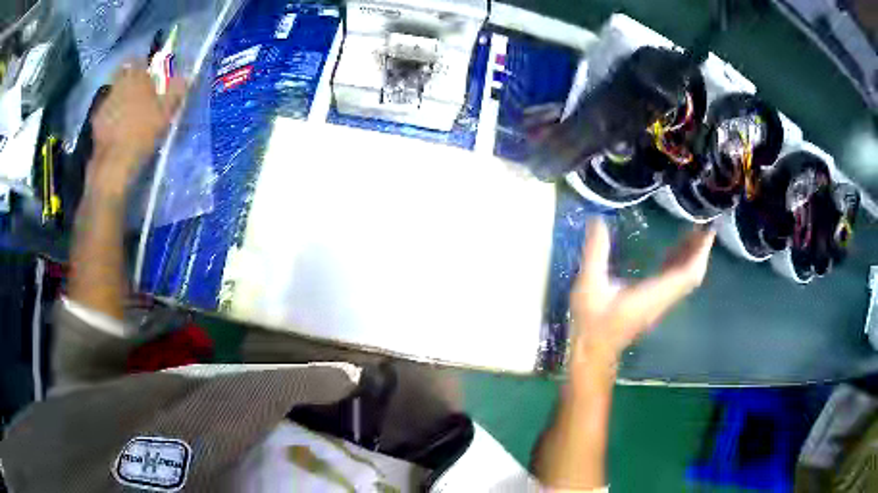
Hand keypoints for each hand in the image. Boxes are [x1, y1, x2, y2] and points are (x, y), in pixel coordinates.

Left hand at [89, 62, 185, 196]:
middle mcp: (118, 83)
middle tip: (139, 98)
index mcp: (136, 75)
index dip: (144, 67)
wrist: (114, 163)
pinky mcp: (96, 122)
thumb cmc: (142, 132)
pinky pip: (106, 113)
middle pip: (125, 77)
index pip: (139, 60)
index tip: (149, 77)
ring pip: (115, 94)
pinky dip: (111, 118)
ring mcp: (104, 102)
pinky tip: (117, 131)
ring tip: (128, 118)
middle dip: (131, 84)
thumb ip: (175, 91)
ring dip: (120, 101)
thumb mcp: (165, 112)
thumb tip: (186, 78)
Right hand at [569, 218, 715, 373]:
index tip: (708, 231)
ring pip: (685, 280)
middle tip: (702, 225)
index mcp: (653, 295)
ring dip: (692, 257)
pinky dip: (680, 264)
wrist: (593, 353)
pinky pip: (676, 282)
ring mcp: (659, 303)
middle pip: (692, 276)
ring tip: (692, 231)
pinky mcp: (654, 304)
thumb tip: (597, 220)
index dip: (700, 253)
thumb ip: (595, 253)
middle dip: (700, 251)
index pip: (687, 274)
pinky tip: (673, 250)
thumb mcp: (589, 285)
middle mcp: (662, 299)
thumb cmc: (592, 322)